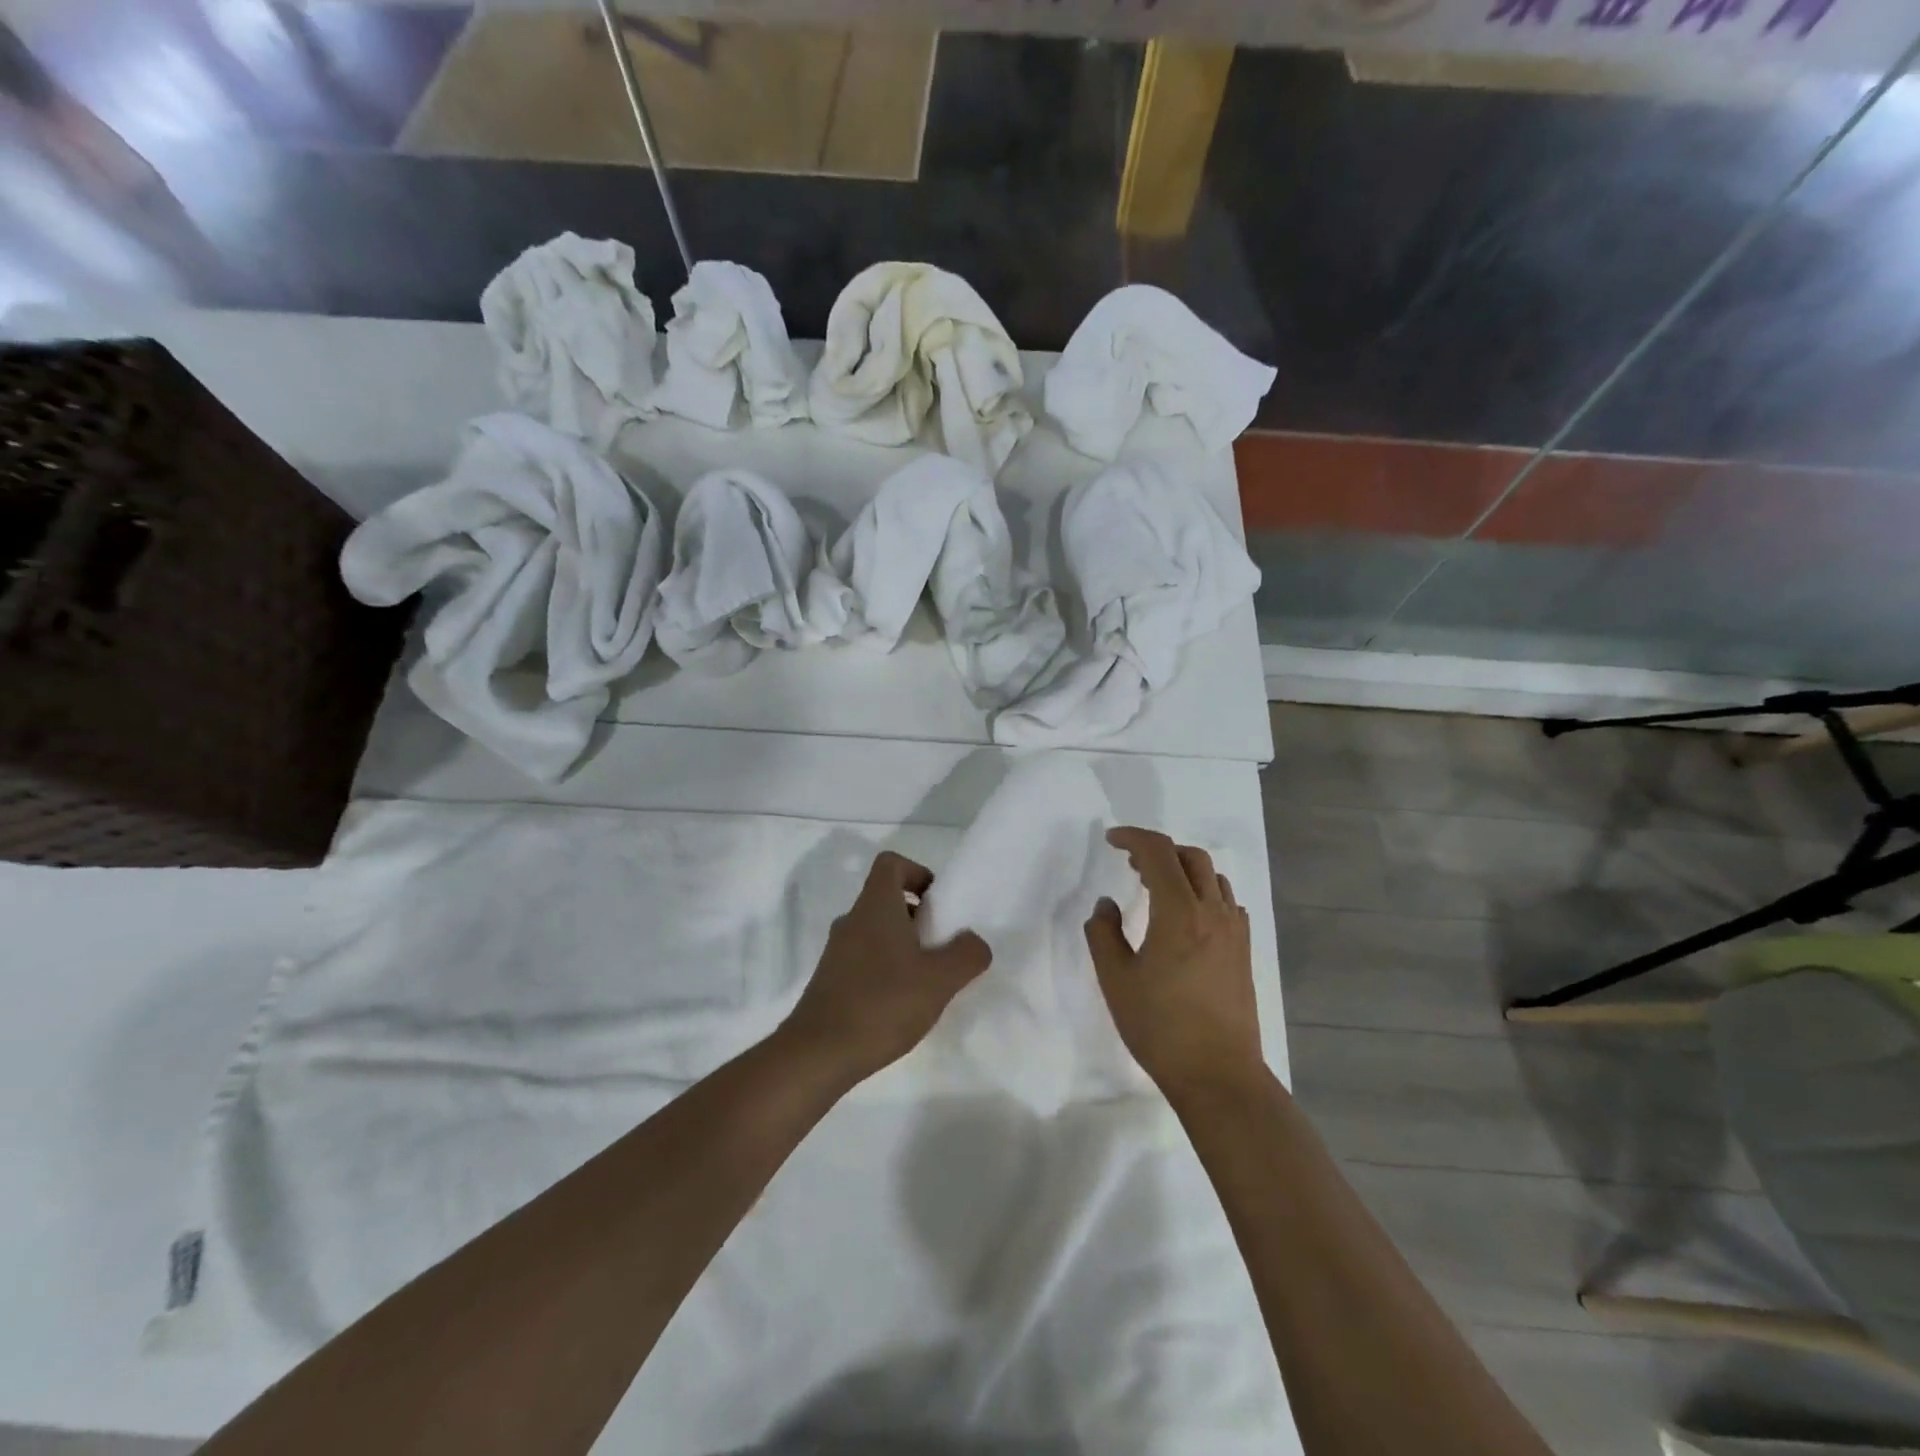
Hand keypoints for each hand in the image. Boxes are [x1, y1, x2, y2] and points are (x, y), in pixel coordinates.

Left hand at [780, 850, 991, 1086]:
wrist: (818, 1054)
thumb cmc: (882, 1003)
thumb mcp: (939, 979)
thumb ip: (967, 955)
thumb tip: (975, 942)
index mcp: (875, 907)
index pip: (891, 864)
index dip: (917, 873)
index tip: (938, 904)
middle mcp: (852, 921)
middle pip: (886, 899)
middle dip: (918, 916)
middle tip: (942, 946)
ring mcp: (837, 952)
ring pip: (876, 932)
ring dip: (903, 946)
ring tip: (927, 981)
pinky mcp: (830, 981)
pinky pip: (864, 959)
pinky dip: (886, 970)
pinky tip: (901, 1005)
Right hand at [1085, 827, 1262, 1097]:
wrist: (1218, 1075)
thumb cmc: (1160, 1028)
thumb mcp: (1116, 980)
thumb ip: (1103, 934)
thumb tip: (1107, 905)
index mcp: (1179, 912)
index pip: (1158, 852)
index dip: (1133, 837)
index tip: (1111, 840)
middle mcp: (1212, 911)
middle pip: (1190, 856)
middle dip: (1159, 850)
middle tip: (1131, 864)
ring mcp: (1234, 931)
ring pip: (1212, 876)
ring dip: (1183, 868)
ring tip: (1157, 886)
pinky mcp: (1244, 950)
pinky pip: (1226, 901)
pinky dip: (1204, 891)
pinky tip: (1187, 915)